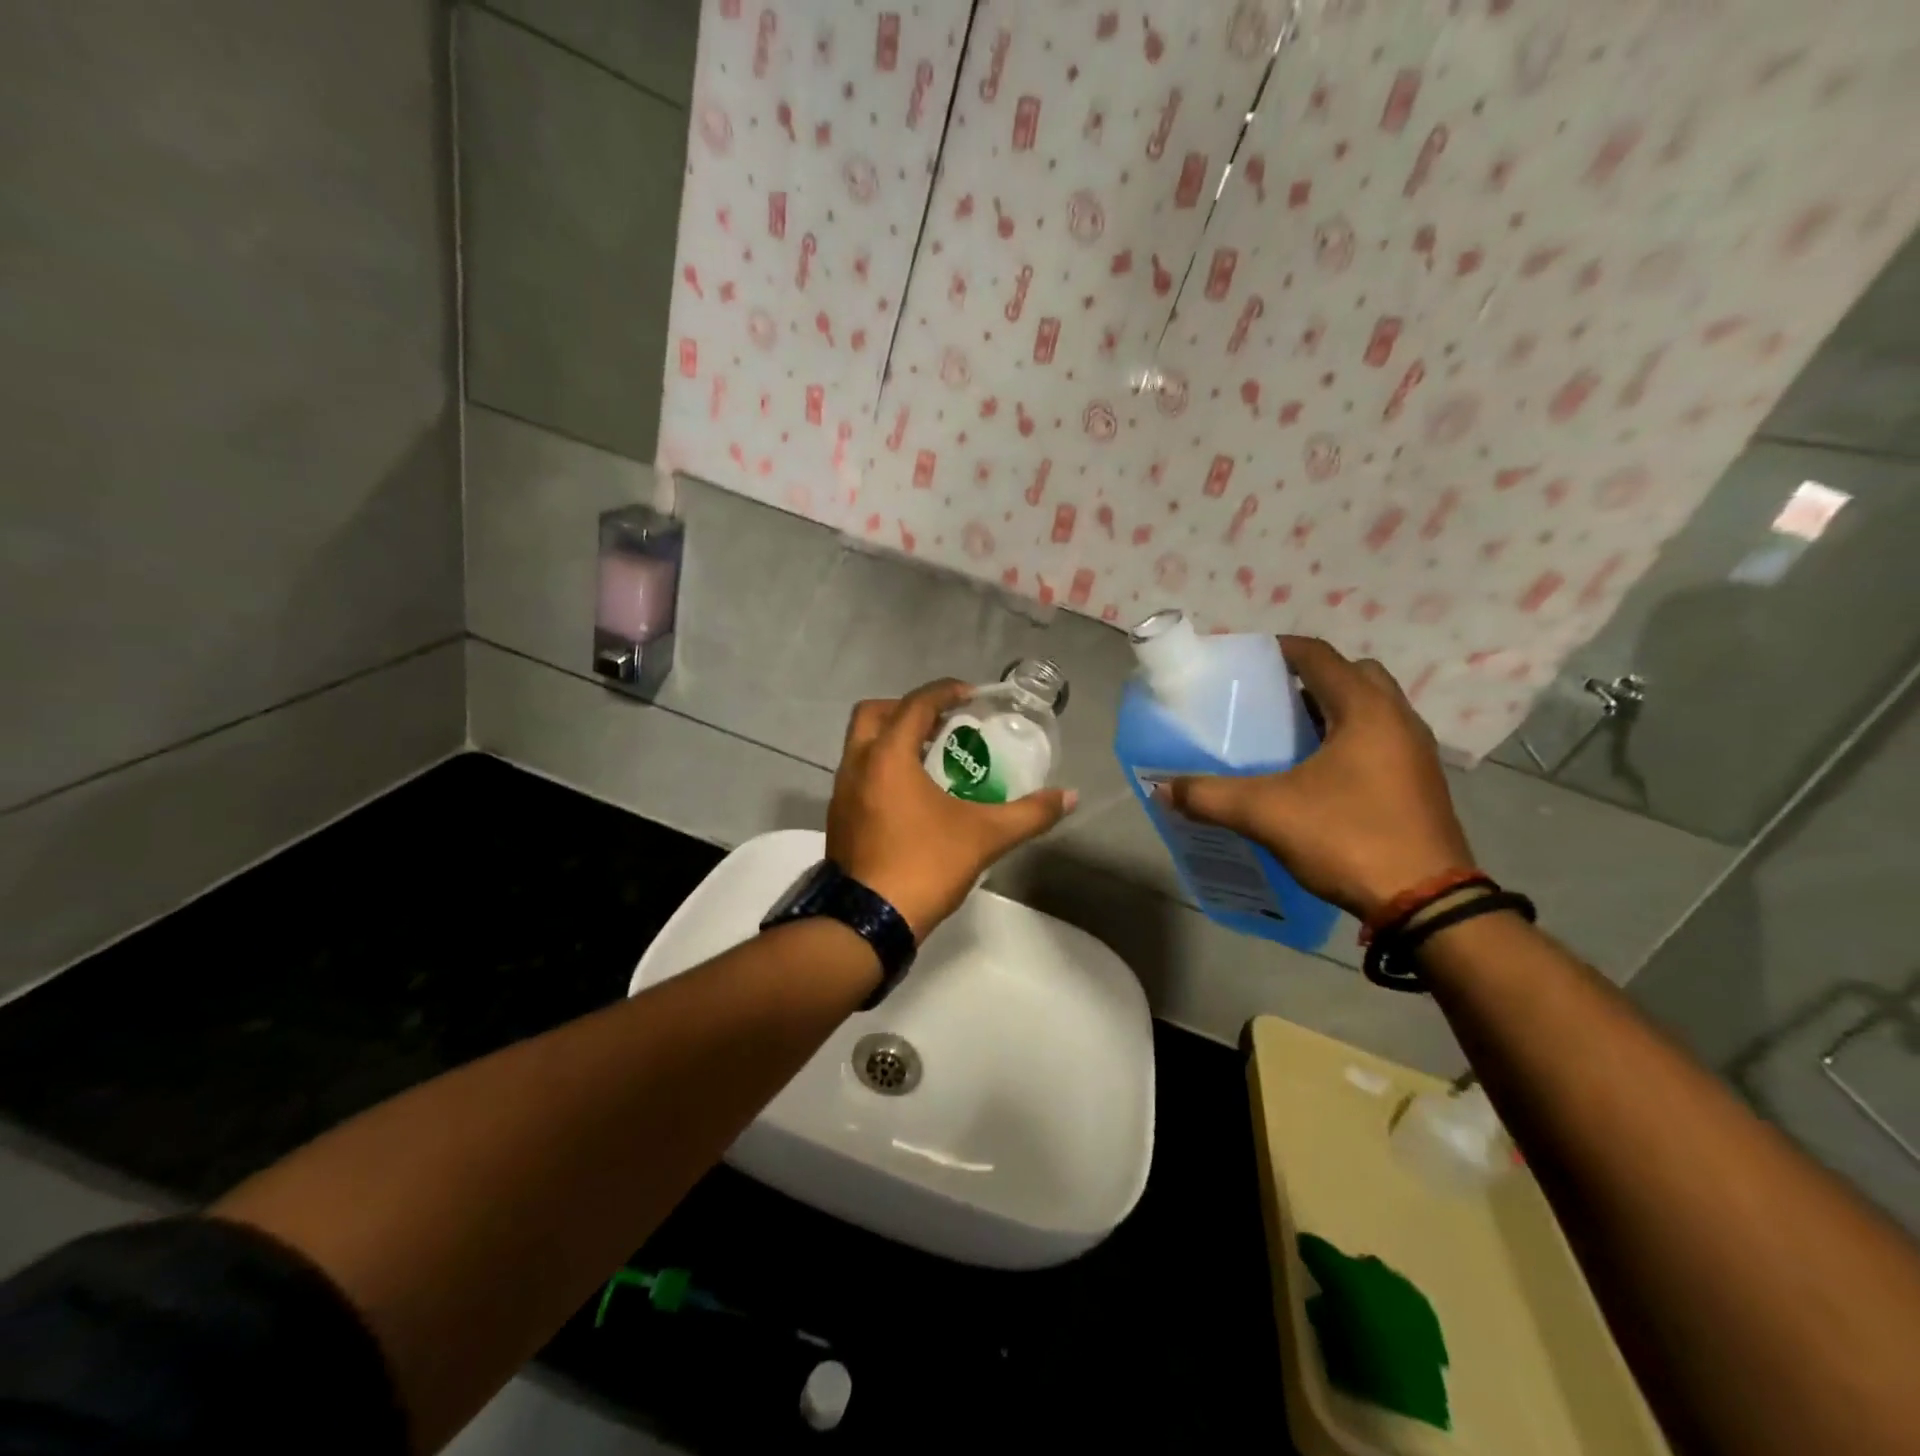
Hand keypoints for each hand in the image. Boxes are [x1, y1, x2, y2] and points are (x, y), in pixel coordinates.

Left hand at [828, 680, 1077, 939]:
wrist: (869, 921)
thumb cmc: (925, 866)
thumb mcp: (985, 837)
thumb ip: (1030, 813)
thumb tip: (1071, 796)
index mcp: (888, 756)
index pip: (915, 704)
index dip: (944, 691)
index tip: (969, 695)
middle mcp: (857, 764)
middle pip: (875, 713)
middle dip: (907, 709)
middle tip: (941, 723)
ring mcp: (842, 792)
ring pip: (861, 744)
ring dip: (892, 738)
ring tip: (931, 756)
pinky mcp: (839, 817)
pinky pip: (858, 773)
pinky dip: (882, 767)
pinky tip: (911, 795)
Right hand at [1159, 637, 1473, 921]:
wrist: (1426, 903)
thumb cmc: (1348, 838)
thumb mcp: (1267, 814)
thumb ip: (1210, 796)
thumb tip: (1163, 788)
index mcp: (1365, 710)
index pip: (1320, 656)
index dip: (1280, 649)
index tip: (1246, 659)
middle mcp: (1398, 719)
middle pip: (1353, 674)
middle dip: (1312, 677)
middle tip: (1271, 698)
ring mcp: (1416, 752)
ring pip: (1371, 708)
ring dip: (1333, 709)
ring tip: (1289, 734)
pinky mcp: (1420, 782)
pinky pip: (1381, 739)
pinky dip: (1349, 738)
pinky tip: (1318, 773)